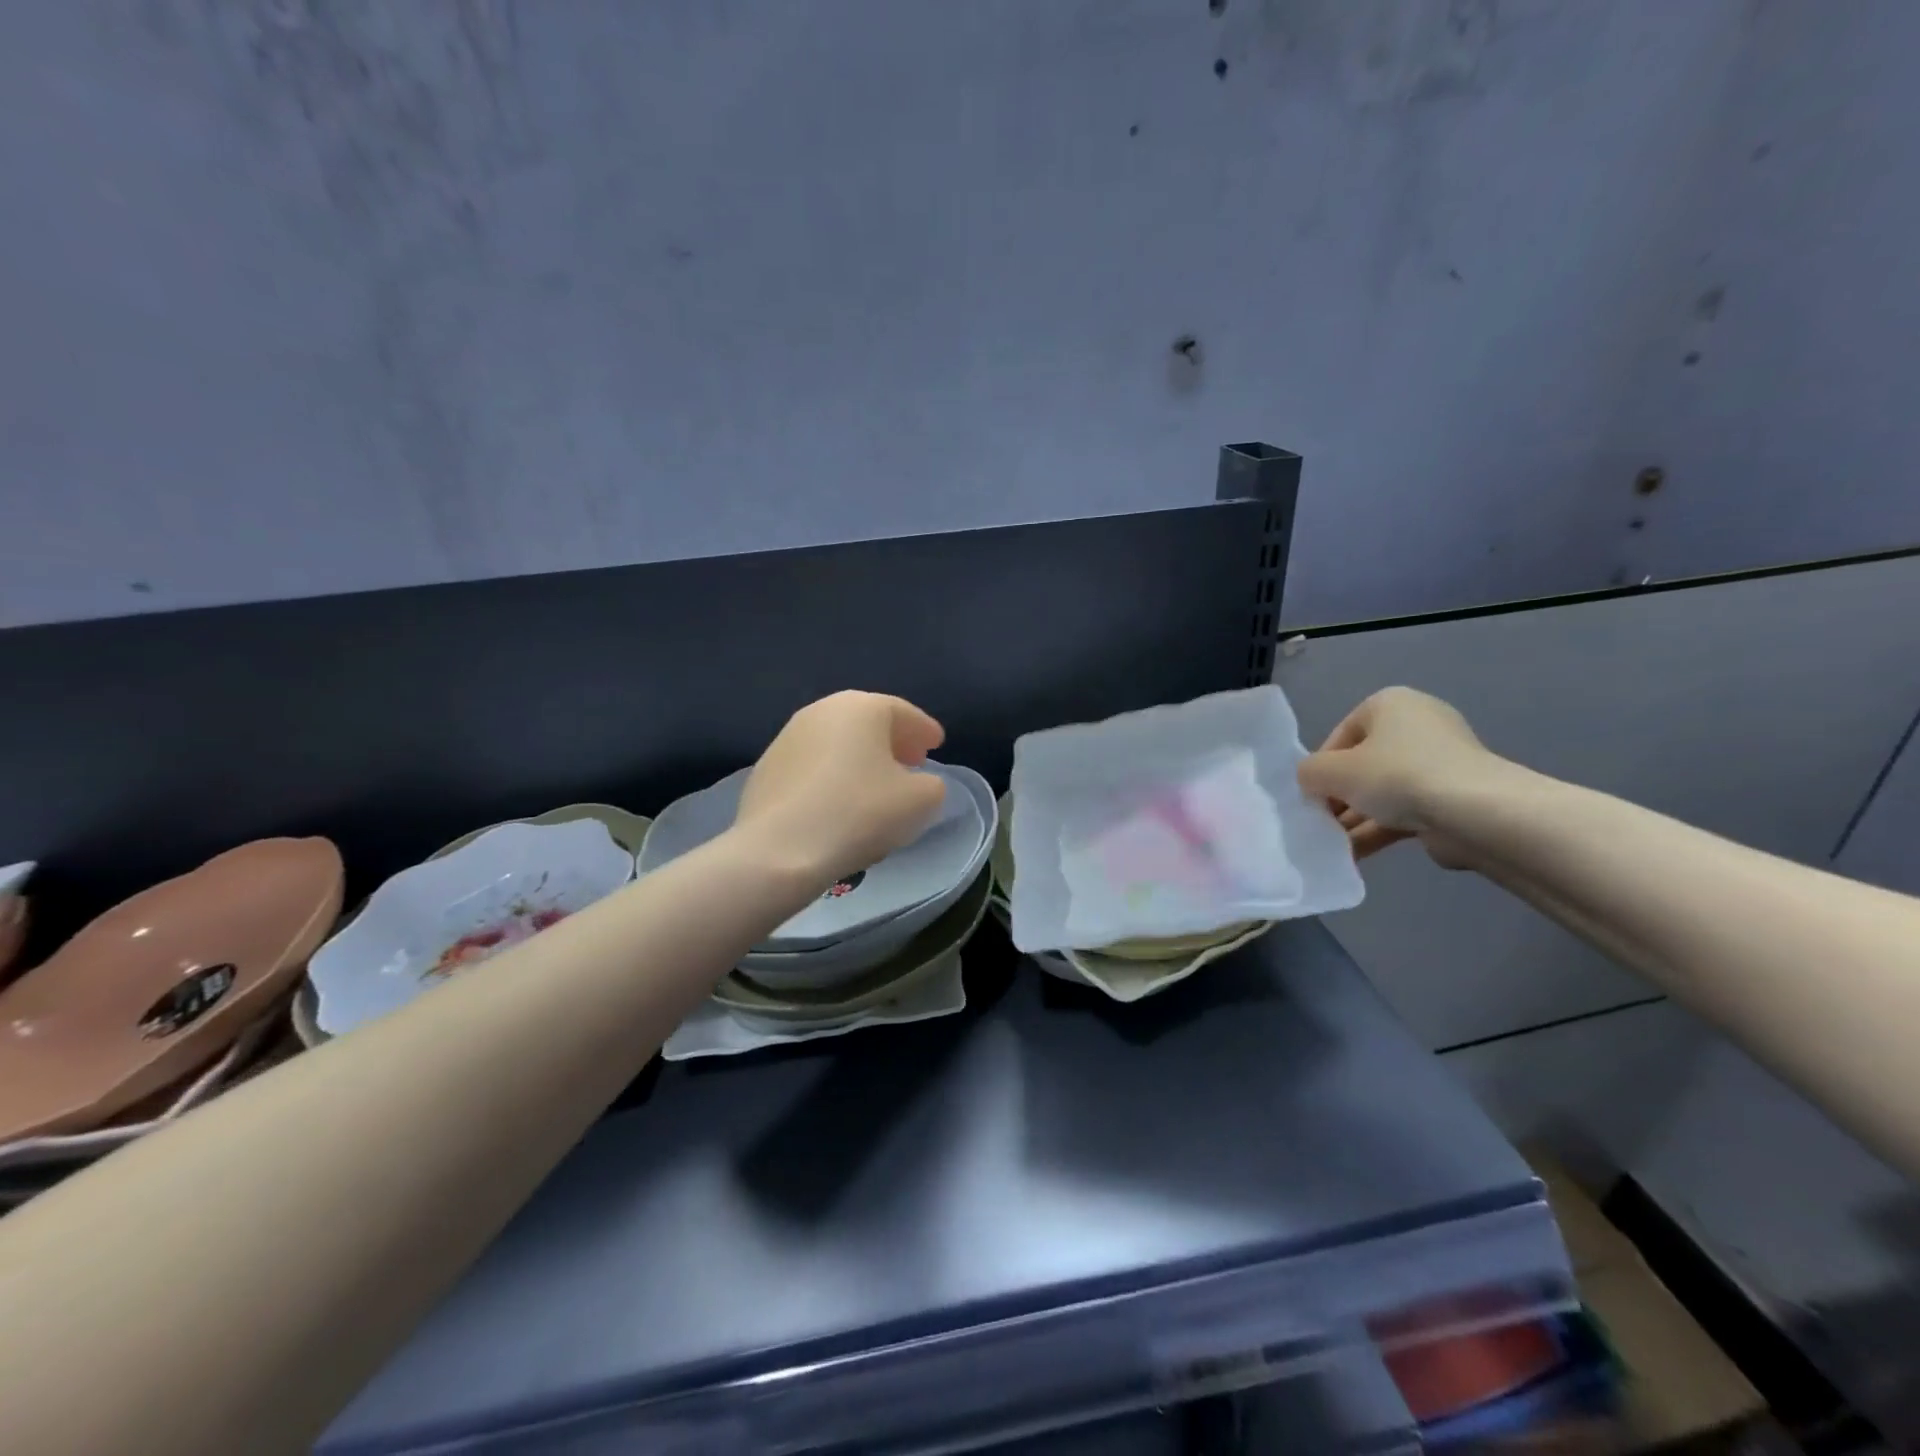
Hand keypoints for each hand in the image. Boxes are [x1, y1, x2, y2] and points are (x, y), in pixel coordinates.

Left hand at [734, 691, 948, 888]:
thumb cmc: (859, 813)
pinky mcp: (766, 769)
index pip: (903, 712)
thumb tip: (920, 783)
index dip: (924, 730)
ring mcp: (788, 738)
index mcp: (861, 707)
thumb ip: (931, 785)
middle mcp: (822, 710)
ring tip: (876, 786)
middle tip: (912, 762)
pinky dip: (832, 776)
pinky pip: (813, 766)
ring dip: (860, 759)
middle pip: (867, 723)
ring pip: (837, 743)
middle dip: (892, 742)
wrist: (779, 850)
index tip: (937, 745)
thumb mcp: (920, 801)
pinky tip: (840, 804)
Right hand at [1296, 687, 1502, 865]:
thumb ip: (1309, 773)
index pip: (1340, 735)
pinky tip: (1353, 855)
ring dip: (1355, 818)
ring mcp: (1440, 763)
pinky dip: (1379, 830)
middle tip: (1320, 821)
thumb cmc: (1396, 776)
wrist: (1475, 814)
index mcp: (1390, 703)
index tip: (1311, 795)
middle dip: (1339, 796)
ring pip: (1383, 791)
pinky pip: (1405, 811)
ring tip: (1332, 845)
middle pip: (1362, 764)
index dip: (1320, 767)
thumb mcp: (1332, 771)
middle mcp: (1418, 725)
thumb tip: (1311, 782)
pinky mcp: (1453, 797)